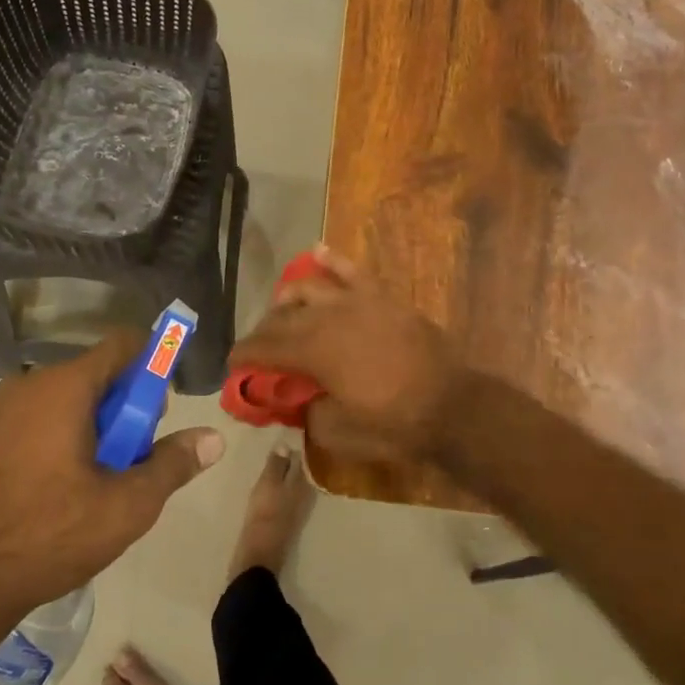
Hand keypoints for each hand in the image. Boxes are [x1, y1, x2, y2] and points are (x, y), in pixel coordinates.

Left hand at [0, 333, 224, 634]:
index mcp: (64, 387)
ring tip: (92, 483)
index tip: (159, 411)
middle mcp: (26, 384)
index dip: (152, 366)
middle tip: (128, 460)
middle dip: (122, 408)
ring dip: (88, 425)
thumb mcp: (127, 506)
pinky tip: (53, 490)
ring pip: (62, 399)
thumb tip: (214, 439)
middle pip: (94, 375)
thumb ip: (173, 464)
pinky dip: (54, 437)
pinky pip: (31, 419)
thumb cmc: (49, 536)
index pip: (123, 345)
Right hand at [228, 244, 465, 464]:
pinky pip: (351, 270)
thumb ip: (307, 412)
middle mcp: (327, 317)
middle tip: (259, 350)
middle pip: (281, 317)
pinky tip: (317, 251)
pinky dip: (332, 260)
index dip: (243, 355)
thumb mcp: (337, 433)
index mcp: (312, 350)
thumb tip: (300, 399)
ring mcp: (356, 301)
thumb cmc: (393, 424)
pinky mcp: (382, 297)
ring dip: (288, 299)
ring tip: (283, 310)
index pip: (264, 347)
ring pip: (308, 288)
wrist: (451, 406)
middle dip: (263, 332)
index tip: (233, 365)